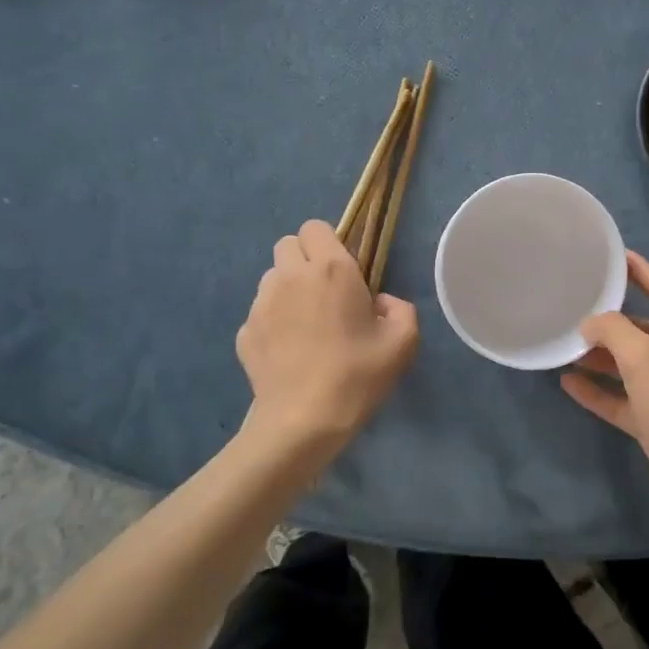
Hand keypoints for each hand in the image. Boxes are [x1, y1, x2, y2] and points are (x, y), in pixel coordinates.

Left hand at [237, 220, 418, 455]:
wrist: (303, 421)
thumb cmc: (357, 375)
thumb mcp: (403, 342)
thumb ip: (400, 309)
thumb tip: (380, 302)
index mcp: (331, 269)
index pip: (315, 227)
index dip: (328, 242)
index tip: (343, 270)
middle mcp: (290, 276)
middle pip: (287, 244)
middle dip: (304, 259)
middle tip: (323, 292)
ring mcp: (261, 303)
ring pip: (271, 277)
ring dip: (287, 288)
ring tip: (305, 323)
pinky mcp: (244, 331)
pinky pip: (259, 312)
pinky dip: (273, 322)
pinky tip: (289, 351)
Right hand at [561, 252, 648, 539]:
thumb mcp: (645, 360)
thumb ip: (614, 332)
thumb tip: (590, 324)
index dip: (639, 269)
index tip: (611, 255)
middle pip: (644, 327)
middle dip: (611, 318)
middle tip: (573, 306)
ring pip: (630, 365)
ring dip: (600, 355)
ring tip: (564, 344)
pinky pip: (623, 399)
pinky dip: (599, 390)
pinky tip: (568, 383)